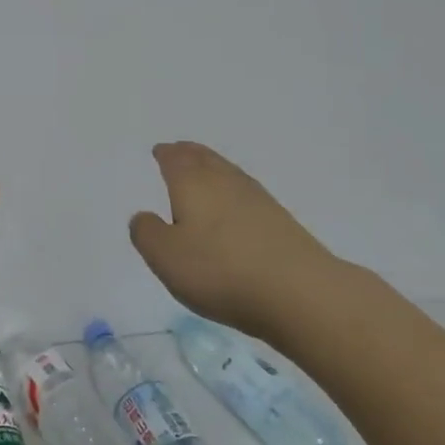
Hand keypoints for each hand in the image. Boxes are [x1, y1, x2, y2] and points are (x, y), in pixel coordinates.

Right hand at [129, 141, 374, 339]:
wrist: (300, 293)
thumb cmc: (221, 270)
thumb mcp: (166, 257)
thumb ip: (147, 233)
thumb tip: (144, 216)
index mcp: (193, 183)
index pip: (175, 159)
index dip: (165, 154)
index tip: (160, 151)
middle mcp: (225, 181)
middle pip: (205, 158)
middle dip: (189, 153)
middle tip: (180, 151)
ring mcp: (257, 200)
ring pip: (228, 173)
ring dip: (213, 169)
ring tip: (204, 172)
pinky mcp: (280, 222)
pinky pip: (246, 194)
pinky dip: (233, 192)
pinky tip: (234, 205)